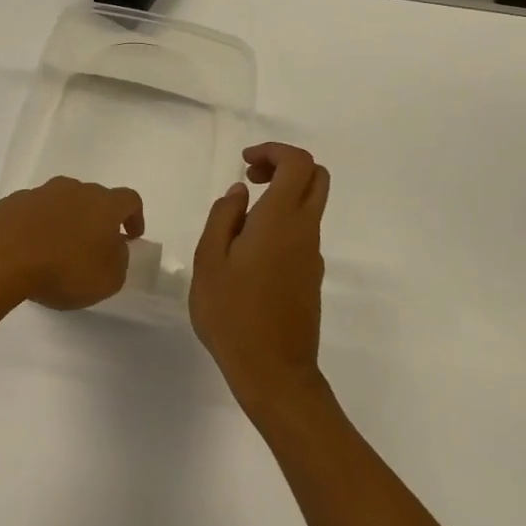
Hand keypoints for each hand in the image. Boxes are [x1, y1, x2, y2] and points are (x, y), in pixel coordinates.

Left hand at [0, 178, 144, 310]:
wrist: (0, 256)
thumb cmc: (63, 269)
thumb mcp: (107, 279)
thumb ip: (118, 260)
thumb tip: (114, 247)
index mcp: (102, 203)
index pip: (129, 199)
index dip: (135, 216)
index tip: (132, 237)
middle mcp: (73, 189)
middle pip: (93, 197)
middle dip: (97, 219)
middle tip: (94, 246)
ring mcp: (39, 193)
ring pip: (61, 202)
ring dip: (66, 221)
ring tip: (59, 250)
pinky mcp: (11, 202)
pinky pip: (34, 212)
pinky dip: (38, 226)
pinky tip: (30, 250)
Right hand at [190, 143, 330, 409]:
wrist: (273, 373)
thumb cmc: (232, 313)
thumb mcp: (209, 260)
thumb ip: (223, 217)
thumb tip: (240, 193)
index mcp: (280, 220)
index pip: (298, 163)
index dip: (273, 152)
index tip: (244, 164)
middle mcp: (305, 231)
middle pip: (316, 177)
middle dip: (284, 166)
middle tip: (250, 179)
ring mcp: (312, 255)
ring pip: (310, 205)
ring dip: (281, 196)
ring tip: (238, 221)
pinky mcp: (311, 276)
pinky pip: (302, 233)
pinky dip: (282, 222)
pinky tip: (249, 251)